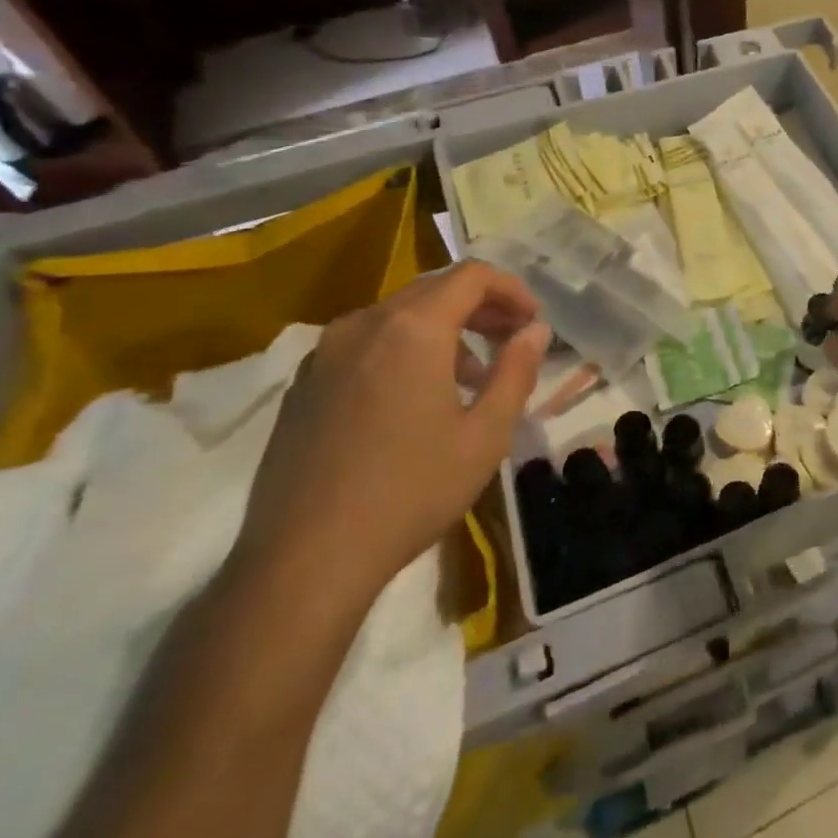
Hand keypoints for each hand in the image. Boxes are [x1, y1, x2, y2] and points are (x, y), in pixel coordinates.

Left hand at [235, 263, 550, 603]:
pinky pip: (365, 344)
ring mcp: (325, 353)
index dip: (511, 289)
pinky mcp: (303, 384)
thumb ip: (516, 370)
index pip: (471, 276)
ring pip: (398, 316)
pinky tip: (413, 399)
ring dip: (443, 330)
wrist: (304, 562)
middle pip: (434, 290)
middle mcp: (364, 324)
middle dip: (480, 307)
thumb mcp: (485, 434)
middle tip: (510, 339)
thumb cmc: (410, 492)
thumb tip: (534, 331)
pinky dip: (403, 350)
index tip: (532, 321)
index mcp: (412, 328)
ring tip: (469, 376)